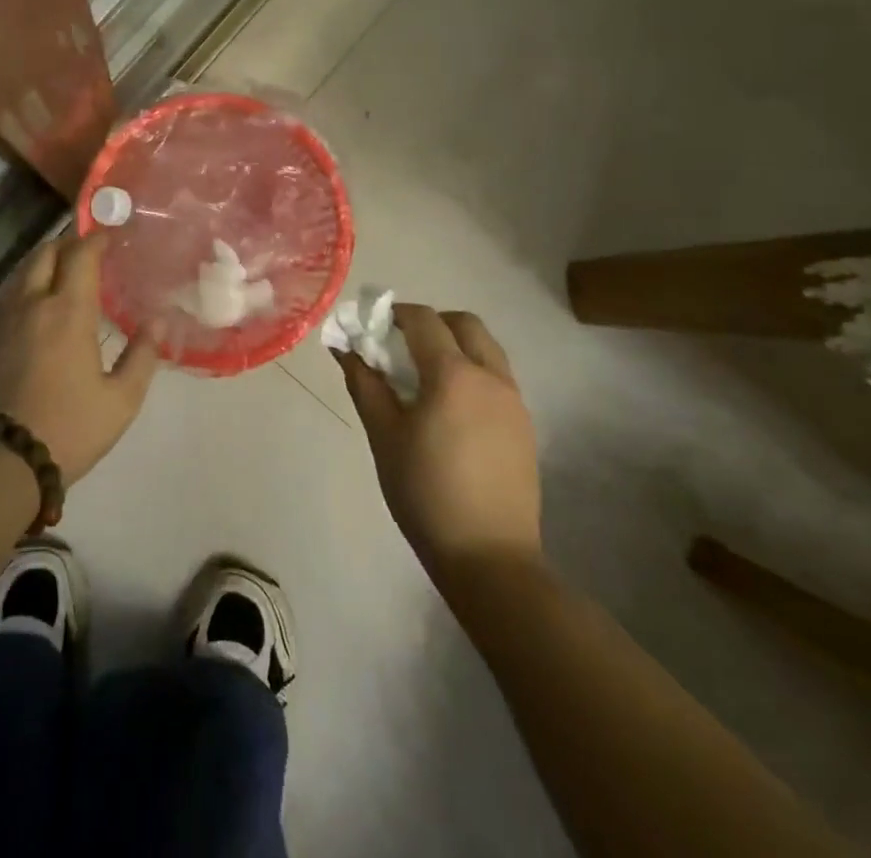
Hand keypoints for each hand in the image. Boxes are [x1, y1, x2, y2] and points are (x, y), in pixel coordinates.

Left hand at [0, 234, 157, 485]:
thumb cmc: (66, 429)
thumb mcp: (119, 401)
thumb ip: (142, 357)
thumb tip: (157, 323)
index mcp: (67, 311)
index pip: (81, 255)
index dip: (96, 239)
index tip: (110, 235)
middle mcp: (30, 302)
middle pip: (45, 253)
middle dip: (68, 244)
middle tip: (88, 253)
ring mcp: (1, 318)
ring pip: (21, 271)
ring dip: (44, 262)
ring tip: (63, 275)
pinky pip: (6, 294)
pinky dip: (25, 285)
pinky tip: (35, 306)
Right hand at [335, 305, 539, 576]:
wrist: (490, 557)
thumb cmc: (425, 492)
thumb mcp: (384, 436)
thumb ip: (364, 384)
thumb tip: (345, 348)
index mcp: (454, 375)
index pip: (424, 320)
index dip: (395, 313)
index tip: (372, 326)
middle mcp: (491, 377)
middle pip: (464, 323)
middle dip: (431, 323)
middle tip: (401, 345)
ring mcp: (514, 401)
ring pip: (486, 349)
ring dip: (455, 345)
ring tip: (424, 377)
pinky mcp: (524, 425)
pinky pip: (497, 377)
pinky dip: (472, 371)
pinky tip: (450, 408)